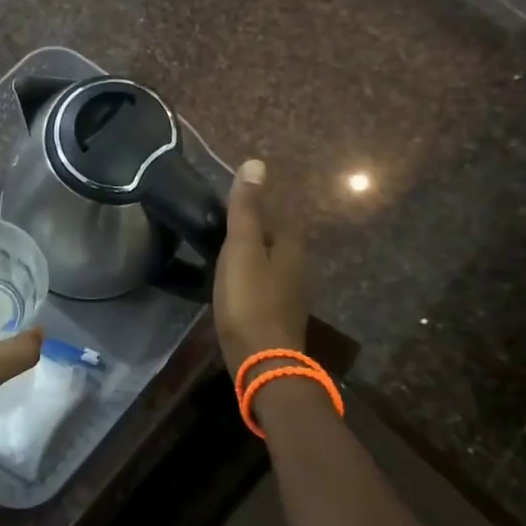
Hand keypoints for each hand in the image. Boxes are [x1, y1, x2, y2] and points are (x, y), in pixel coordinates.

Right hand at [213, 159, 307, 377]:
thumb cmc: (249, 300)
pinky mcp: (281, 317)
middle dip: (258, 232)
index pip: (283, 216)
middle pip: (280, 241)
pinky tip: (235, 287)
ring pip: (274, 265)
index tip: (235, 205)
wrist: (262, 361)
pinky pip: (268, 287)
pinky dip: (253, 280)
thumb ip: (247, 210)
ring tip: (226, 256)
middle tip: (225, 229)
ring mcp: (293, 296)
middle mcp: (301, 268)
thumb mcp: (241, 249)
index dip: (261, 208)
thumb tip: (256, 164)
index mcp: (293, 248)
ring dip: (255, 258)